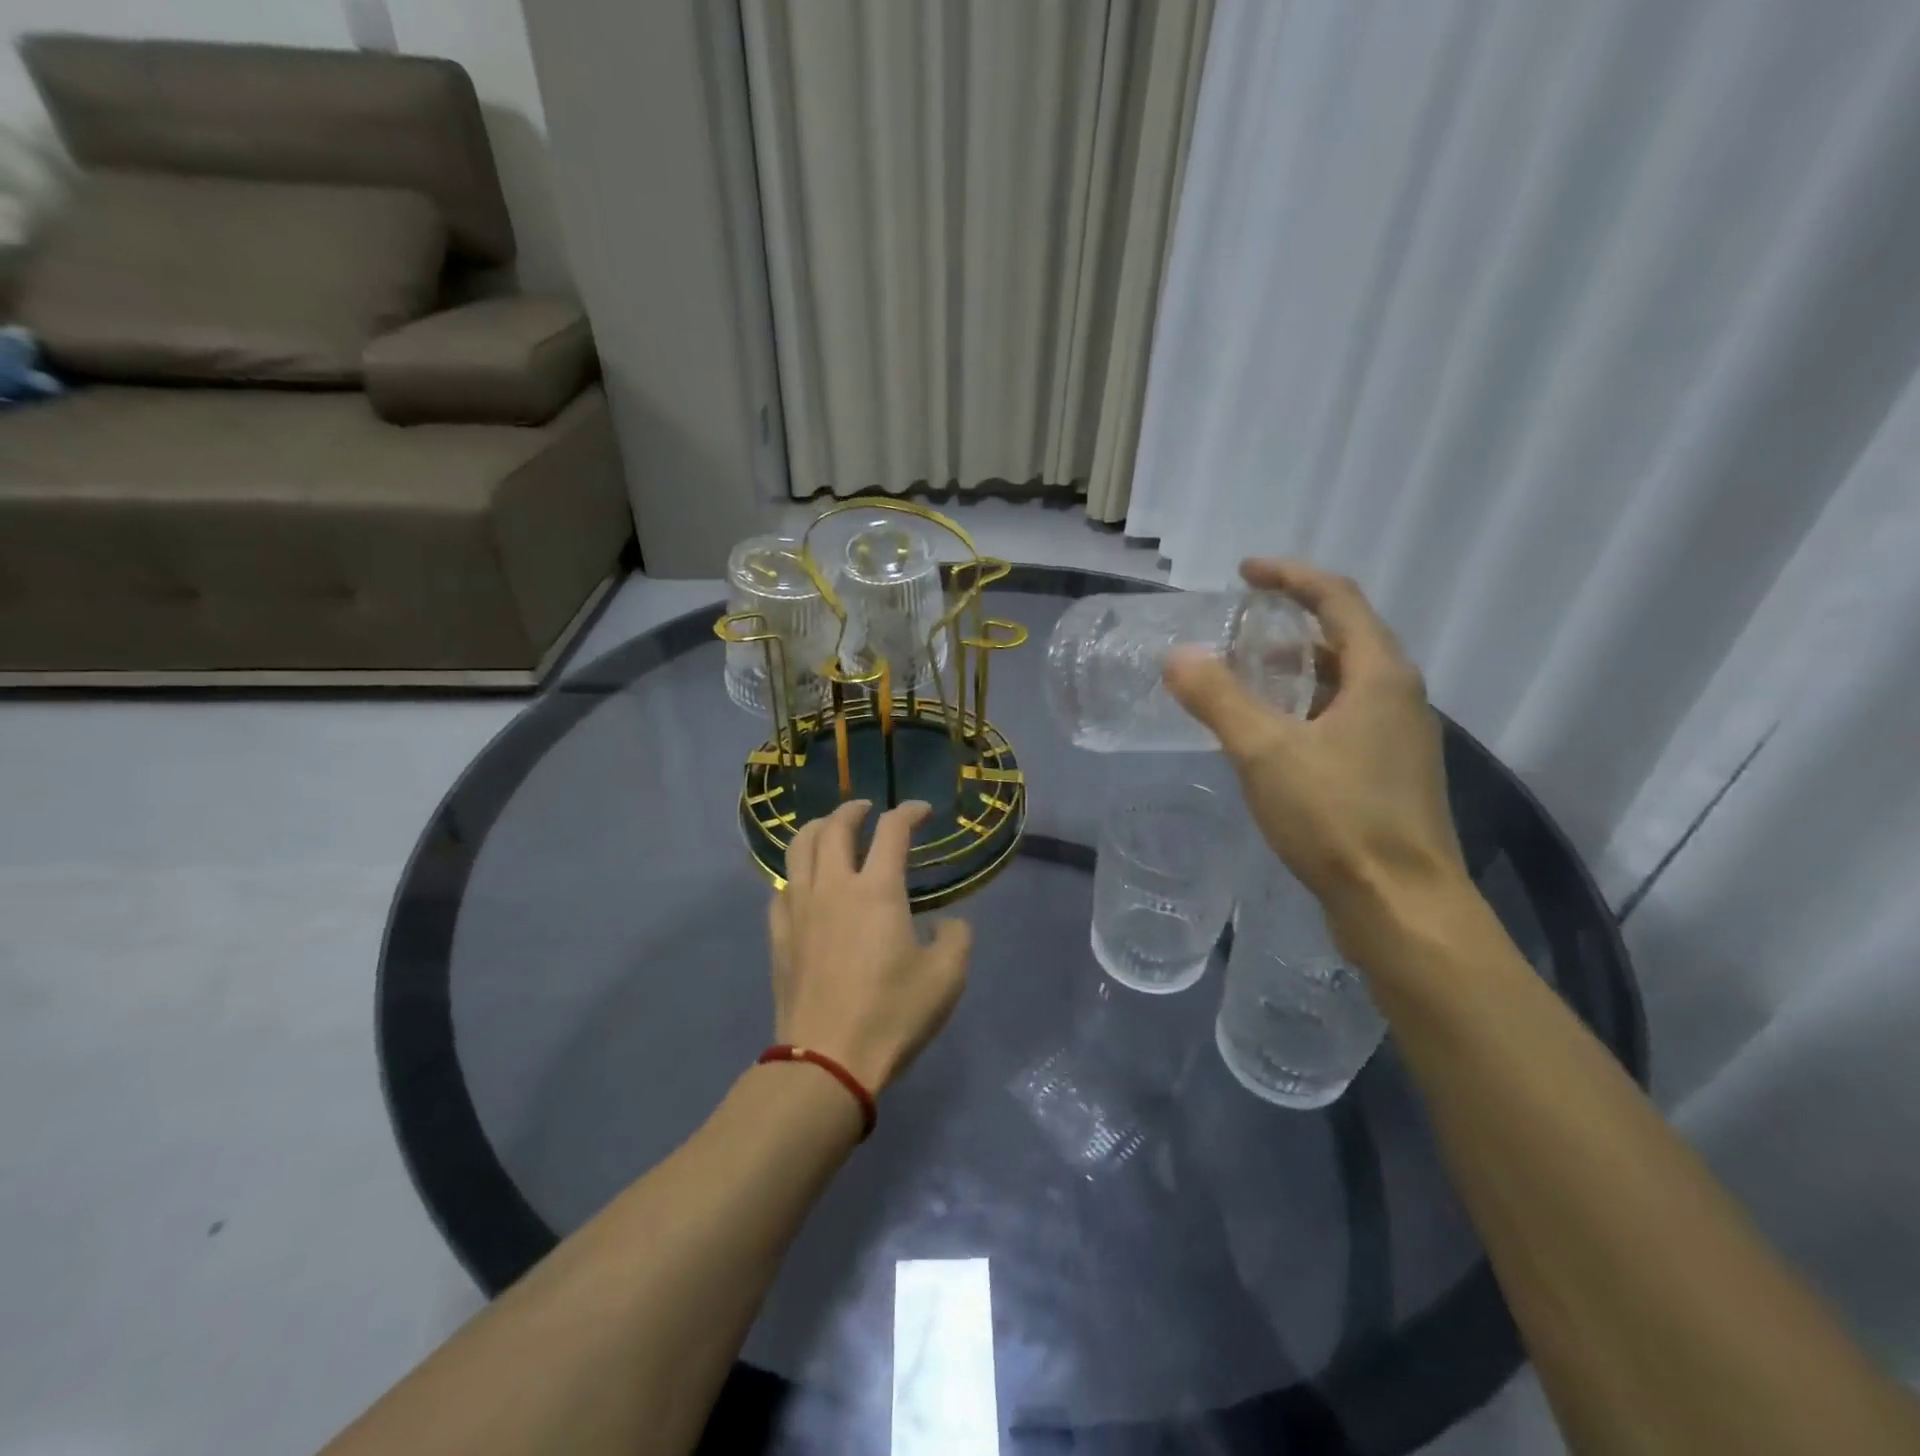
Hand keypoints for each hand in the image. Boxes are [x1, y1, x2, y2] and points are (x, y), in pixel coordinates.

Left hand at [767, 799, 972, 1092]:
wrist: (826, 1059)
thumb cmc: (891, 1014)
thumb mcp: (946, 978)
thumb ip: (956, 939)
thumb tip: (948, 924)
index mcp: (877, 890)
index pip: (892, 831)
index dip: (910, 812)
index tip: (922, 812)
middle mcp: (833, 886)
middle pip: (834, 827)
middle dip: (853, 810)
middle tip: (868, 810)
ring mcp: (799, 908)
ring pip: (799, 848)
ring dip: (817, 829)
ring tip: (830, 830)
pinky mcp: (780, 935)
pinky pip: (782, 887)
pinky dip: (797, 872)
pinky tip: (806, 884)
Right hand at [1164, 559, 1466, 955]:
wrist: (1402, 906)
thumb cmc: (1338, 818)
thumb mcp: (1265, 752)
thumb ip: (1218, 700)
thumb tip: (1178, 656)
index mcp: (1380, 675)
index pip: (1337, 599)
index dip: (1290, 577)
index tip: (1244, 572)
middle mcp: (1399, 697)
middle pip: (1345, 638)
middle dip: (1291, 623)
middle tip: (1240, 627)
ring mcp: (1398, 739)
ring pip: (1343, 683)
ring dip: (1297, 669)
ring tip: (1247, 675)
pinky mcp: (1389, 775)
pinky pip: (1343, 719)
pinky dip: (1304, 708)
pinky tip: (1271, 736)